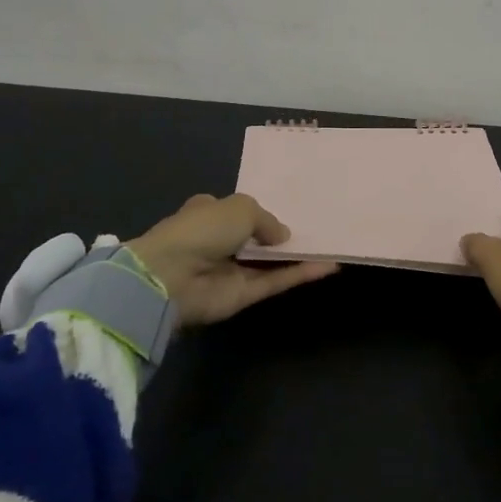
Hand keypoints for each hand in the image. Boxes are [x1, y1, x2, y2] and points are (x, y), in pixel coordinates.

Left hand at [128, 193, 339, 327]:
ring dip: (296, 255)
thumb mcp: (240, 208)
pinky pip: (276, 281)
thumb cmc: (200, 230)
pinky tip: (328, 266)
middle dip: (281, 233)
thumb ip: (267, 219)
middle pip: (256, 237)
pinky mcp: (243, 295)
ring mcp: (231, 270)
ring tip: (330, 244)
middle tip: (318, 225)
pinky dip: (299, 274)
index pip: (235, 209)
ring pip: (270, 262)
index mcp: (208, 213)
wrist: (170, 279)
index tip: (289, 205)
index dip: (258, 208)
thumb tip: (284, 237)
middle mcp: (219, 241)